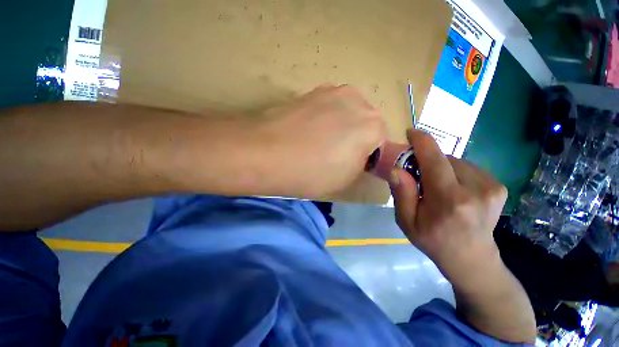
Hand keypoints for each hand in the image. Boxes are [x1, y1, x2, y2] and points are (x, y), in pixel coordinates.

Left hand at [251, 84, 385, 197]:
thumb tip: (358, 154)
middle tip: (333, 154)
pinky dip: (323, 118)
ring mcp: (332, 91)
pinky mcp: (311, 90)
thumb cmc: (311, 172)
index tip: (350, 164)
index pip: (379, 142)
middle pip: (364, 123)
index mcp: (372, 125)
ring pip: (345, 113)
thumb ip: (361, 164)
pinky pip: (327, 107)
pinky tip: (306, 131)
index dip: (366, 156)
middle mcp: (358, 100)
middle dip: (355, 138)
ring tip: (317, 142)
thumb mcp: (345, 179)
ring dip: (339, 126)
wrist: (265, 153)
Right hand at [388, 129, 506, 282]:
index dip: (421, 141)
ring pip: (456, 161)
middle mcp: (476, 189)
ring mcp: (492, 187)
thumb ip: (402, 194)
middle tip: (416, 175)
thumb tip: (396, 169)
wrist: (472, 260)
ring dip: (441, 167)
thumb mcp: (407, 222)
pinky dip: (454, 172)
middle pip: (444, 158)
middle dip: (426, 161)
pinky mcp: (498, 186)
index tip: (410, 133)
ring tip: (436, 186)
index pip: (434, 159)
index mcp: (449, 200)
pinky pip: (468, 167)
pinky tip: (453, 189)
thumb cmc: (433, 241)